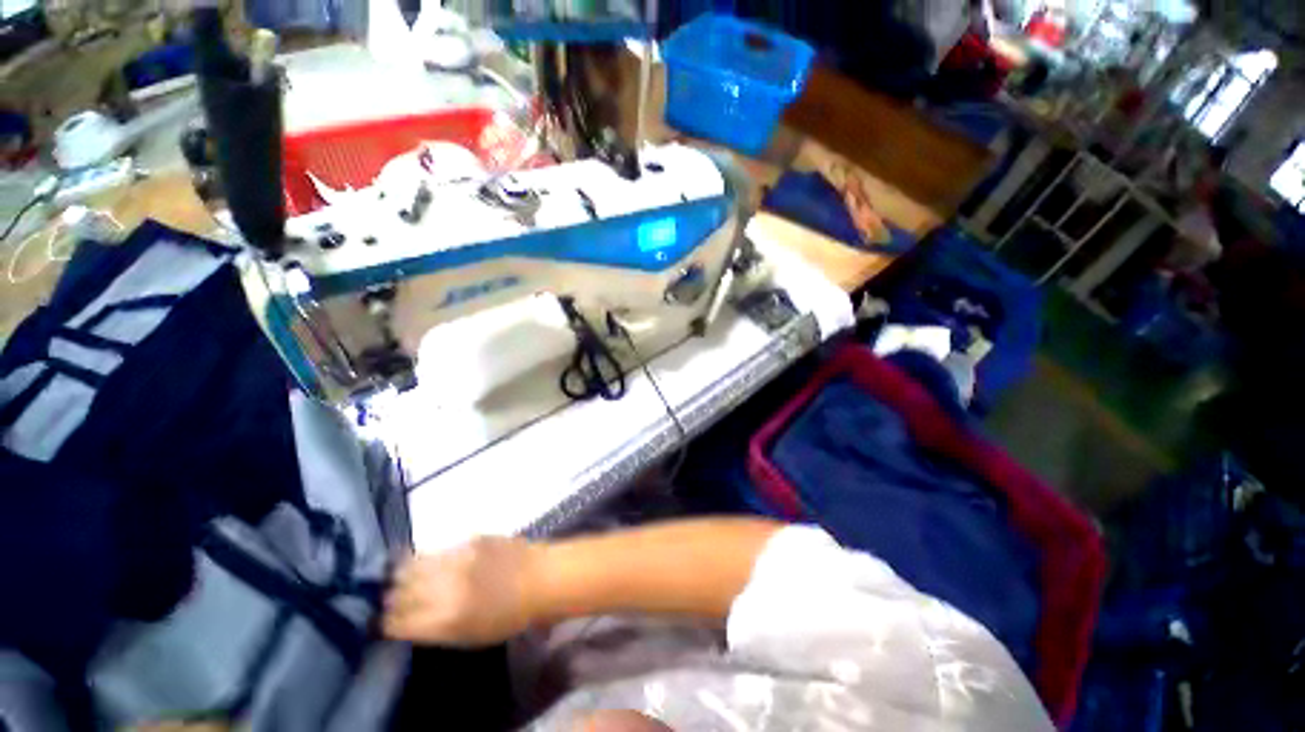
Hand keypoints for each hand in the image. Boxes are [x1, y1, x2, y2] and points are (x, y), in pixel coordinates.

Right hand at [382, 536, 539, 646]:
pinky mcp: (470, 539)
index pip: (396, 621)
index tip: (386, 622)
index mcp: (444, 619)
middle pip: (398, 590)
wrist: (540, 577)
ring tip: (403, 577)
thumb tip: (408, 620)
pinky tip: (430, 561)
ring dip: (403, 574)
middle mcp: (444, 586)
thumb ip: (434, 629)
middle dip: (391, 597)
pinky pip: (437, 549)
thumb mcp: (468, 637)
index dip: (387, 623)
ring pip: (412, 564)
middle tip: (392, 599)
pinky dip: (428, 558)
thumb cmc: (509, 616)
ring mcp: (457, 558)